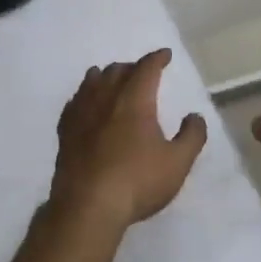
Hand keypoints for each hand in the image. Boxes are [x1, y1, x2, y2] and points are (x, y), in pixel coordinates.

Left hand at [52, 49, 208, 227]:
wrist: (87, 206)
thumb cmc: (137, 181)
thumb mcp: (177, 162)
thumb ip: (192, 136)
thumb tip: (195, 116)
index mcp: (135, 99)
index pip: (147, 68)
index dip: (157, 58)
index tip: (165, 55)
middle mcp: (106, 98)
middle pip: (118, 70)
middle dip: (133, 67)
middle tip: (142, 73)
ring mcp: (81, 113)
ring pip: (93, 81)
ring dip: (106, 76)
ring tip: (112, 78)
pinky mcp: (65, 131)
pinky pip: (74, 102)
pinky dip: (84, 95)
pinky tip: (83, 102)